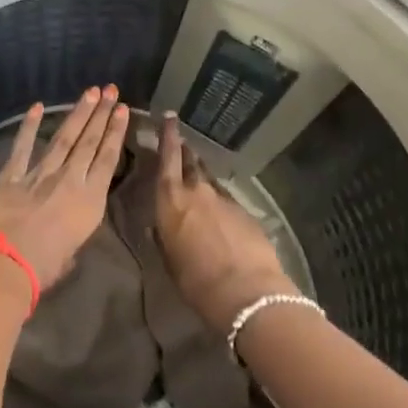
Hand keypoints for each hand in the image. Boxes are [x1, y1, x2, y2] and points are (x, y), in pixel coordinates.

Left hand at [0, 86, 130, 291]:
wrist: (3, 264)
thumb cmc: (42, 269)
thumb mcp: (70, 255)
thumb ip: (72, 236)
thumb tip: (66, 233)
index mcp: (89, 202)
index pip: (107, 160)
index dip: (115, 133)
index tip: (122, 110)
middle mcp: (68, 181)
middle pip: (88, 142)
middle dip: (101, 114)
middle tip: (110, 89)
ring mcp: (39, 175)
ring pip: (63, 138)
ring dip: (77, 114)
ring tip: (89, 92)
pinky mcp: (11, 176)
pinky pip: (22, 147)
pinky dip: (29, 126)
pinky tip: (37, 106)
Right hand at [154, 113, 296, 333]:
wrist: (246, 290)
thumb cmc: (195, 279)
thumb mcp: (169, 259)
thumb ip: (164, 237)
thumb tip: (160, 227)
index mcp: (171, 200)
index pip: (167, 158)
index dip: (167, 136)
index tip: (169, 117)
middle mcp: (198, 192)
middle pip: (191, 163)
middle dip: (184, 151)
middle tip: (181, 143)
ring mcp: (225, 200)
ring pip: (210, 181)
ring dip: (203, 177)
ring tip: (198, 177)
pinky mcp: (246, 213)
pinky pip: (228, 201)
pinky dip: (221, 203)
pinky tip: (221, 216)